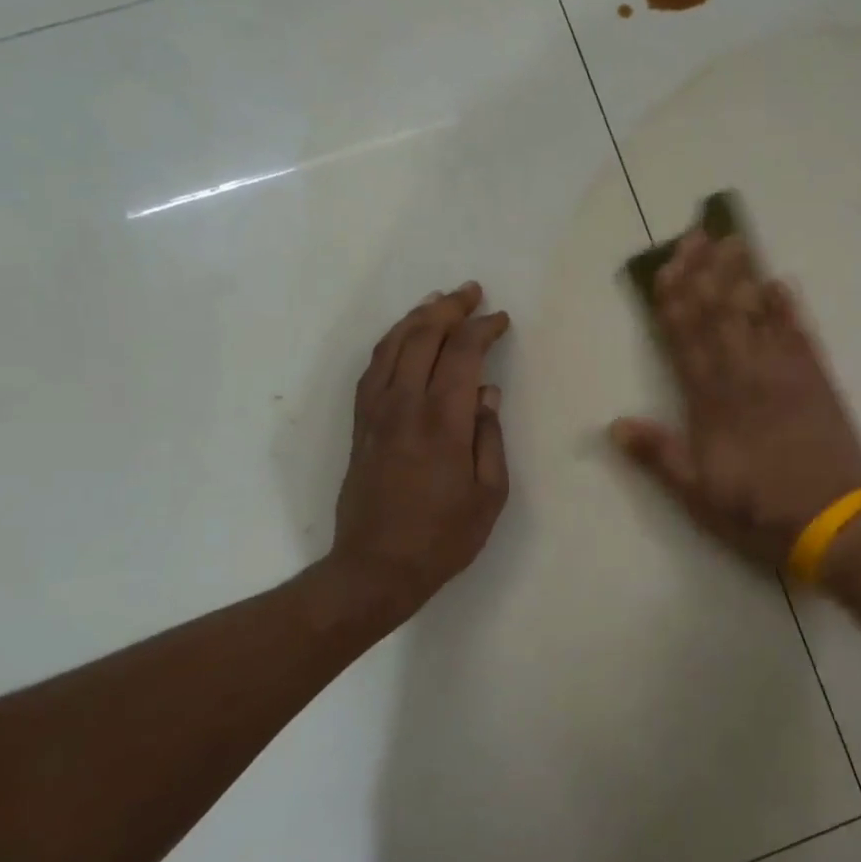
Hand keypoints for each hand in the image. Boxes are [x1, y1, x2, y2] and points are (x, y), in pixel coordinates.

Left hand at [329, 282, 511, 626]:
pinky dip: (390, 343)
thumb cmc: (443, 537)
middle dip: (448, 308)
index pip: (461, 354)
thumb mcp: (489, 494)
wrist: (375, 568)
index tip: (501, 320)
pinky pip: (372, 369)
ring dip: (416, 317)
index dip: (482, 329)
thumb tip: (486, 394)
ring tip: (438, 302)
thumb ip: (489, 437)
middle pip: (421, 336)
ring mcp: (375, 413)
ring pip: (391, 346)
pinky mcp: (359, 426)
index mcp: (441, 421)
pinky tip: (403, 339)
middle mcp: (403, 406)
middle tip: (471, 292)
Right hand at [609, 232, 860, 568]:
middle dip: (705, 273)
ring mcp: (783, 375)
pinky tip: (779, 283)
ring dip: (742, 277)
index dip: (675, 300)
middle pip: (719, 315)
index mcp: (709, 404)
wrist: (832, 524)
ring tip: (733, 242)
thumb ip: (658, 455)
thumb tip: (614, 424)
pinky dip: (789, 309)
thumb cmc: (756, 512)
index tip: (668, 265)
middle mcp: (743, 378)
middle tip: (698, 234)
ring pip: (756, 316)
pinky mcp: (817, 381)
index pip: (685, 340)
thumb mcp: (696, 495)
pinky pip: (800, 335)